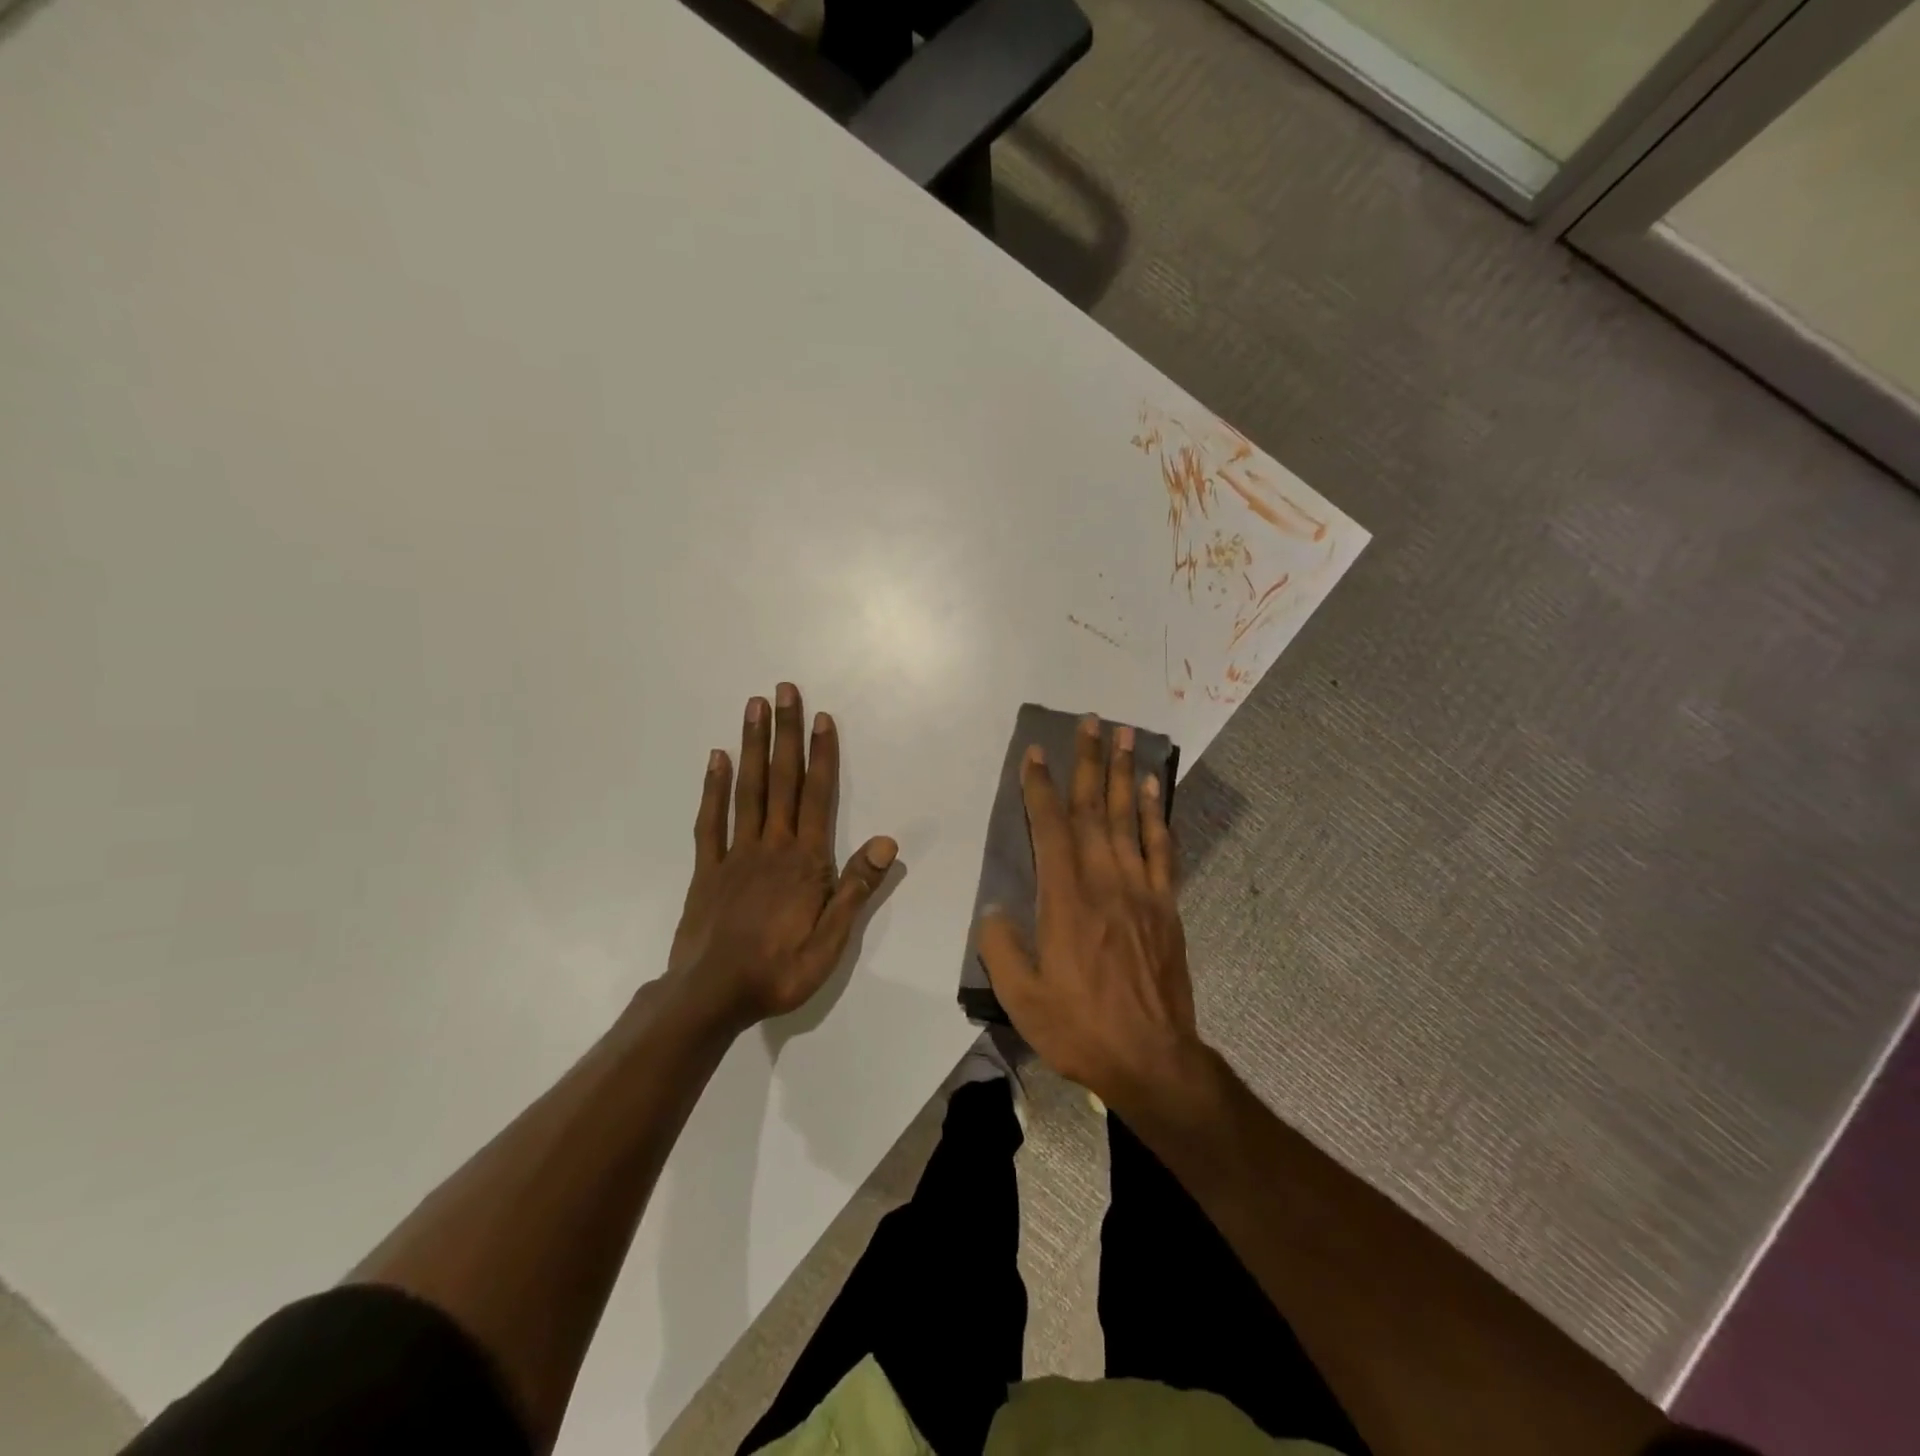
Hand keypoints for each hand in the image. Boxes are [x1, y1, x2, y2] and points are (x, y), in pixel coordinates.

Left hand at [665, 683, 896, 1033]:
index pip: (817, 797)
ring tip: (754, 707)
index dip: (822, 756)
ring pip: (747, 790)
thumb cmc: (780, 970)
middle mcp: (771, 846)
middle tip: (784, 690)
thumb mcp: (832, 941)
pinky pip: (711, 821)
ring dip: (752, 746)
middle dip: (785, 733)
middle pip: (781, 781)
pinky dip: (714, 788)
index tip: (822, 718)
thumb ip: (856, 888)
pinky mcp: (708, 869)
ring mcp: (735, 854)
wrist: (712, 996)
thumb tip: (887, 842)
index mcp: (805, 862)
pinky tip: (717, 758)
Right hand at [977, 716, 1202, 1111]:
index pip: (1050, 827)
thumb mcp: (1020, 995)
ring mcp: (1141, 890)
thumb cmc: (1078, 1027)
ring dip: (1124, 772)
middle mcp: (1104, 881)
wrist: (1152, 1059)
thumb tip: (996, 907)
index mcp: (1065, 899)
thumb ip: (999, 944)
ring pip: (1130, 818)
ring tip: (1124, 734)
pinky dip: (1156, 814)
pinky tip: (1152, 788)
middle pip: (1095, 808)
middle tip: (1090, 720)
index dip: (1040, 787)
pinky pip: (1161, 848)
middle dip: (1089, 760)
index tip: (1035, 753)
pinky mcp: (1166, 905)